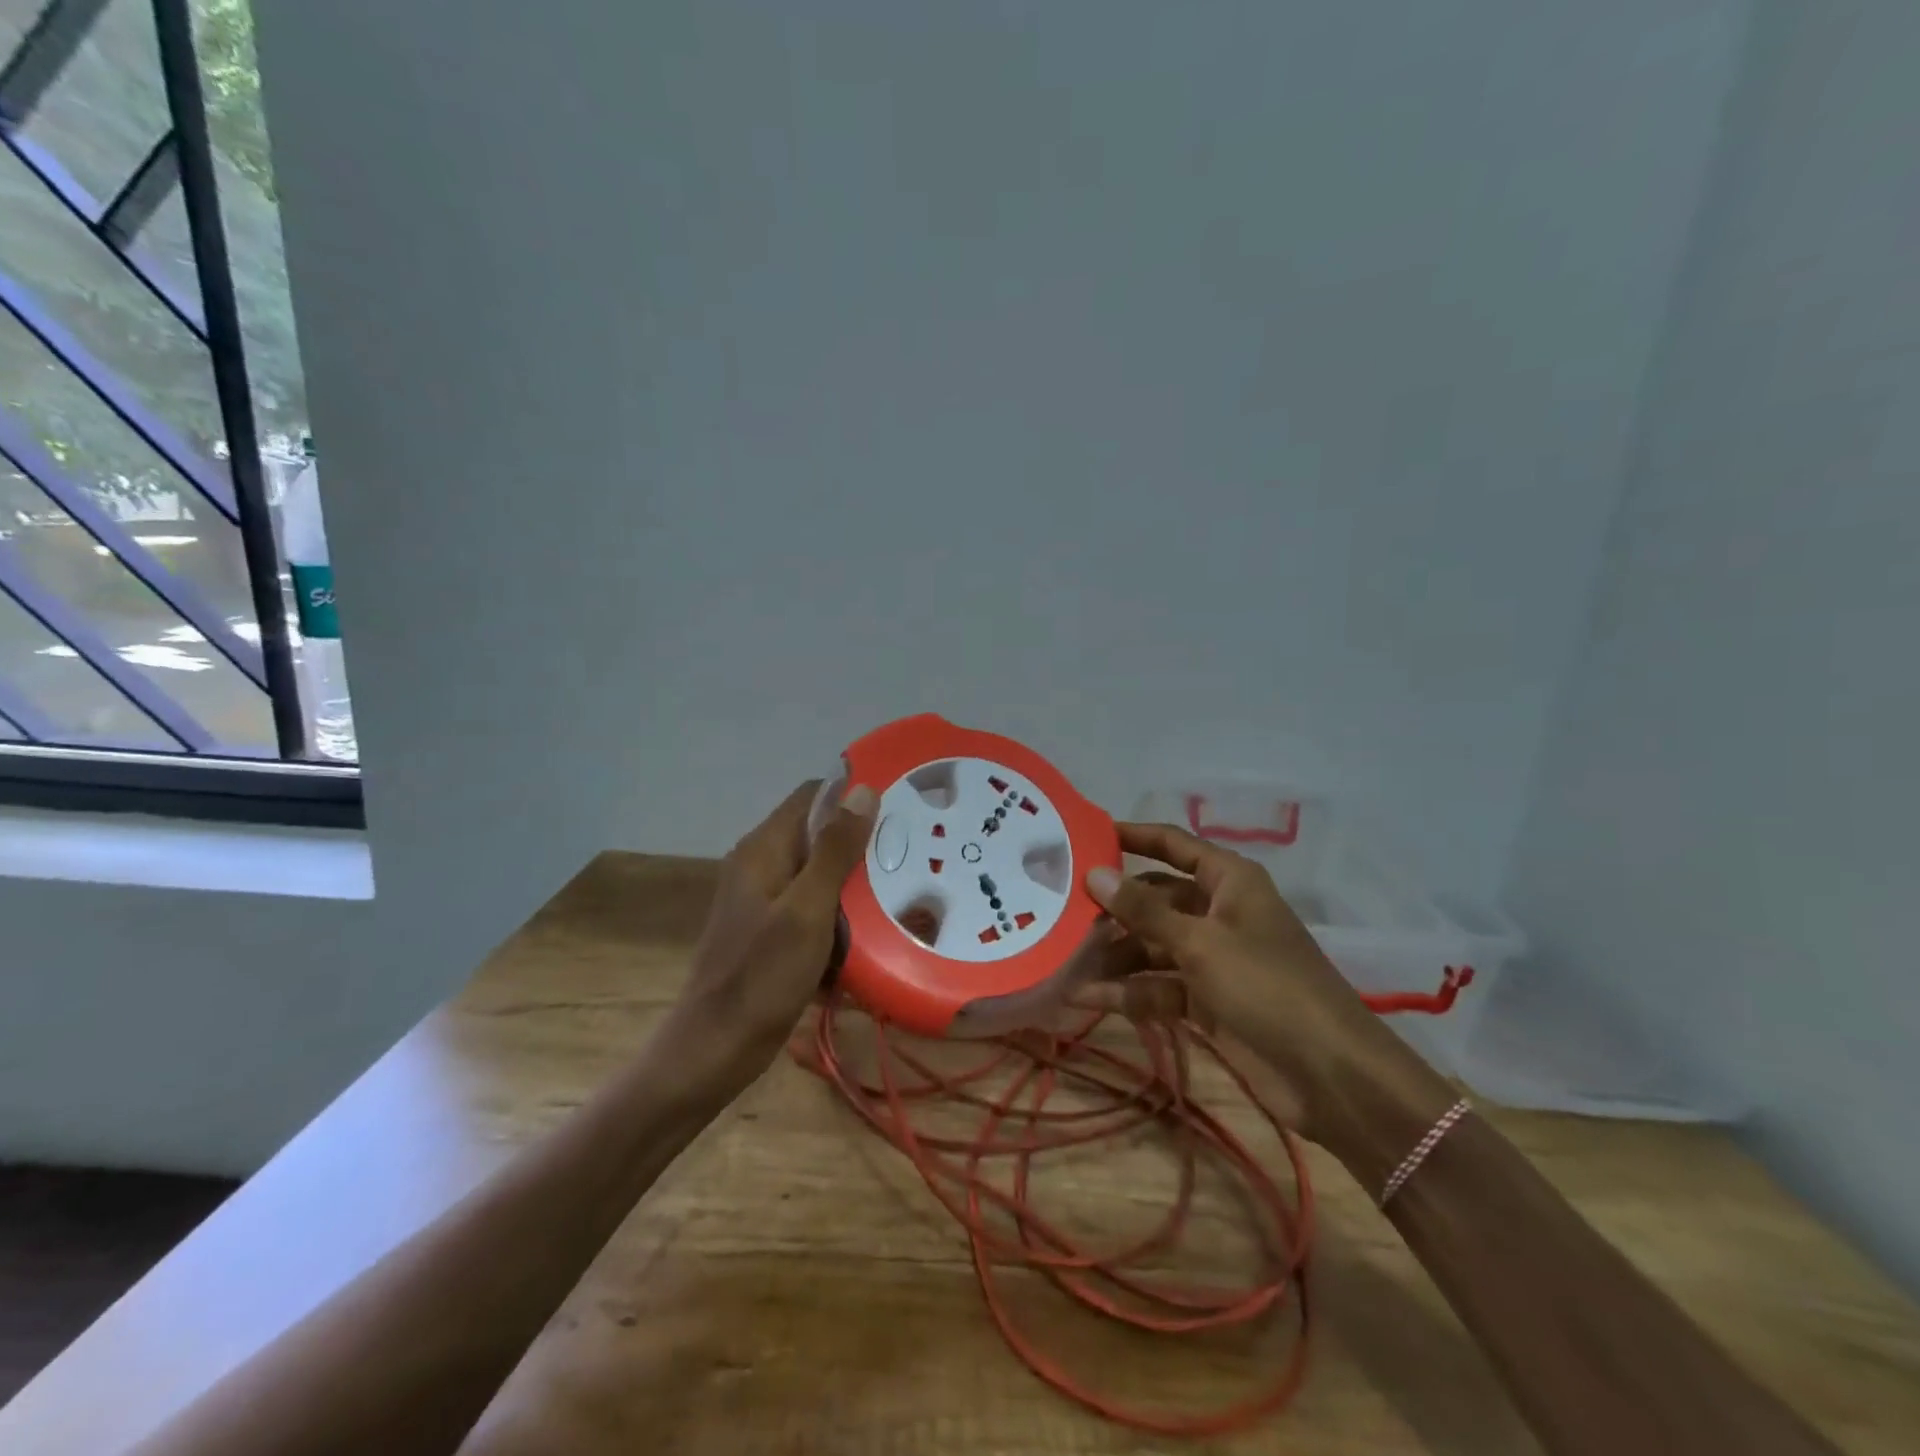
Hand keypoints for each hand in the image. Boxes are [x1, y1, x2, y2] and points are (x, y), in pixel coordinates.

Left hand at [667, 779, 877, 1086]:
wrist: (715, 1051)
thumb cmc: (762, 977)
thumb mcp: (807, 910)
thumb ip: (834, 850)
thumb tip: (862, 789)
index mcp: (764, 849)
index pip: (814, 795)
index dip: (854, 795)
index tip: (901, 808)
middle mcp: (762, 865)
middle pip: (820, 835)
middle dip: (863, 846)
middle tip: (913, 858)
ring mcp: (766, 900)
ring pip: (822, 875)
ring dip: (857, 885)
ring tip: (903, 895)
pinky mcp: (773, 932)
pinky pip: (816, 909)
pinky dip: (842, 917)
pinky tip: (873, 935)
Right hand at [1084, 822, 1429, 1147]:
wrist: (1330, 1074)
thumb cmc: (1267, 985)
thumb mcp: (1200, 942)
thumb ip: (1143, 910)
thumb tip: (1094, 873)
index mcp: (1228, 882)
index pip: (1172, 845)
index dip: (1131, 837)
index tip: (1083, 836)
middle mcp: (1218, 912)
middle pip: (1155, 900)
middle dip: (1112, 908)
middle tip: (1059, 911)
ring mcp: (1213, 959)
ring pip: (1152, 946)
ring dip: (1113, 956)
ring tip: (1063, 961)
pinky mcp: (1208, 1001)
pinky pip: (1159, 986)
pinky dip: (1128, 992)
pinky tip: (1085, 998)